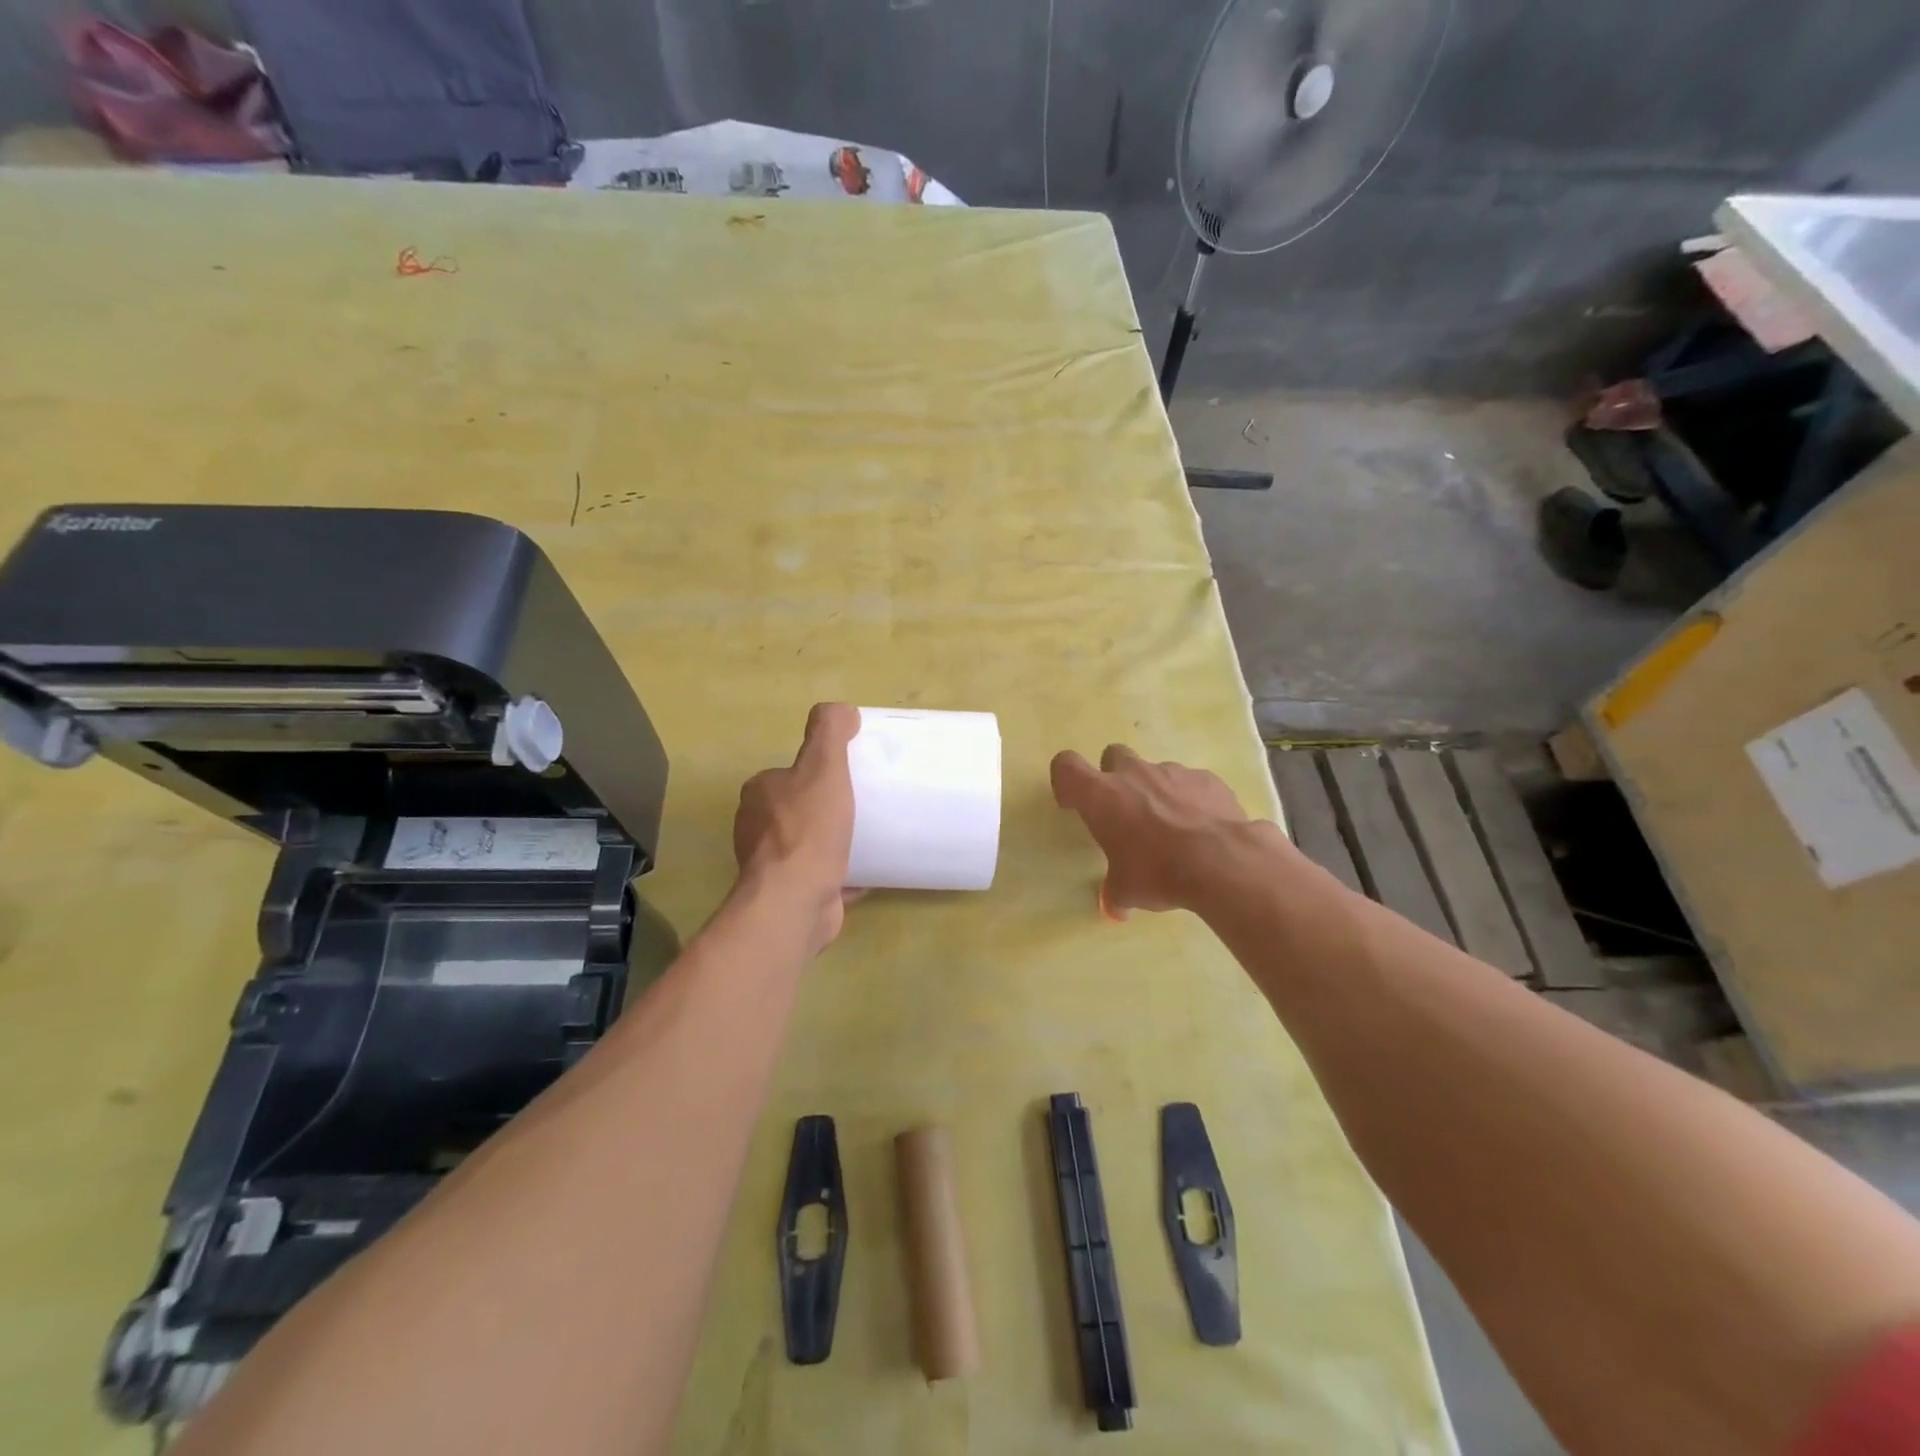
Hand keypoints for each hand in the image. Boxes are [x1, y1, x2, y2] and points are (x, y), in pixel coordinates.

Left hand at [733, 703, 861, 949]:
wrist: (796, 899)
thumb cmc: (809, 829)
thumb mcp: (823, 767)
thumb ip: (829, 733)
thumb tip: (842, 710)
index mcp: (759, 794)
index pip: (788, 774)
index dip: (815, 773)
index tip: (847, 777)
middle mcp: (756, 828)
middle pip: (796, 809)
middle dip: (824, 808)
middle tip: (863, 805)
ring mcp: (771, 865)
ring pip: (806, 845)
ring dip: (831, 842)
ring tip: (867, 836)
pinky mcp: (789, 894)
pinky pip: (820, 877)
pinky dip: (840, 874)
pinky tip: (866, 873)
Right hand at [1050, 744, 1254, 917]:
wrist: (1222, 862)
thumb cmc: (1158, 872)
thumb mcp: (1126, 890)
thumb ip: (1115, 892)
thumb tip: (1115, 909)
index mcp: (1102, 796)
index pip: (1067, 766)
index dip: (1067, 782)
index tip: (1075, 804)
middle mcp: (1134, 774)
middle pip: (1113, 757)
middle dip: (1116, 778)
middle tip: (1125, 812)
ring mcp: (1173, 772)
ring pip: (1156, 772)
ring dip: (1156, 792)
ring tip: (1171, 828)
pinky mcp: (1207, 779)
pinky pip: (1191, 784)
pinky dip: (1191, 800)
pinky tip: (1202, 829)